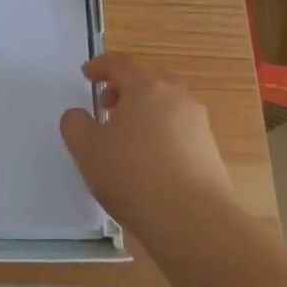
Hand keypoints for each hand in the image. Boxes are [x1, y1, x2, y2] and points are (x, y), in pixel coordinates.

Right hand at [59, 53, 237, 240]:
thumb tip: (79, 115)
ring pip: (167, 106)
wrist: (194, 222)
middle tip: (108, 108)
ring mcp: (199, 124)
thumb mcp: (87, 149)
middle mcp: (177, 97)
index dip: (100, 66)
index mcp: (146, 87)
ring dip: (146, 113)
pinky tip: (150, 164)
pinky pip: (180, 131)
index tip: (87, 75)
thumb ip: (75, 124)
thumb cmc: (133, 175)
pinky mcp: (211, 152)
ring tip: (127, 140)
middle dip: (126, 89)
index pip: (120, 64)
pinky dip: (162, 136)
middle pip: (149, 80)